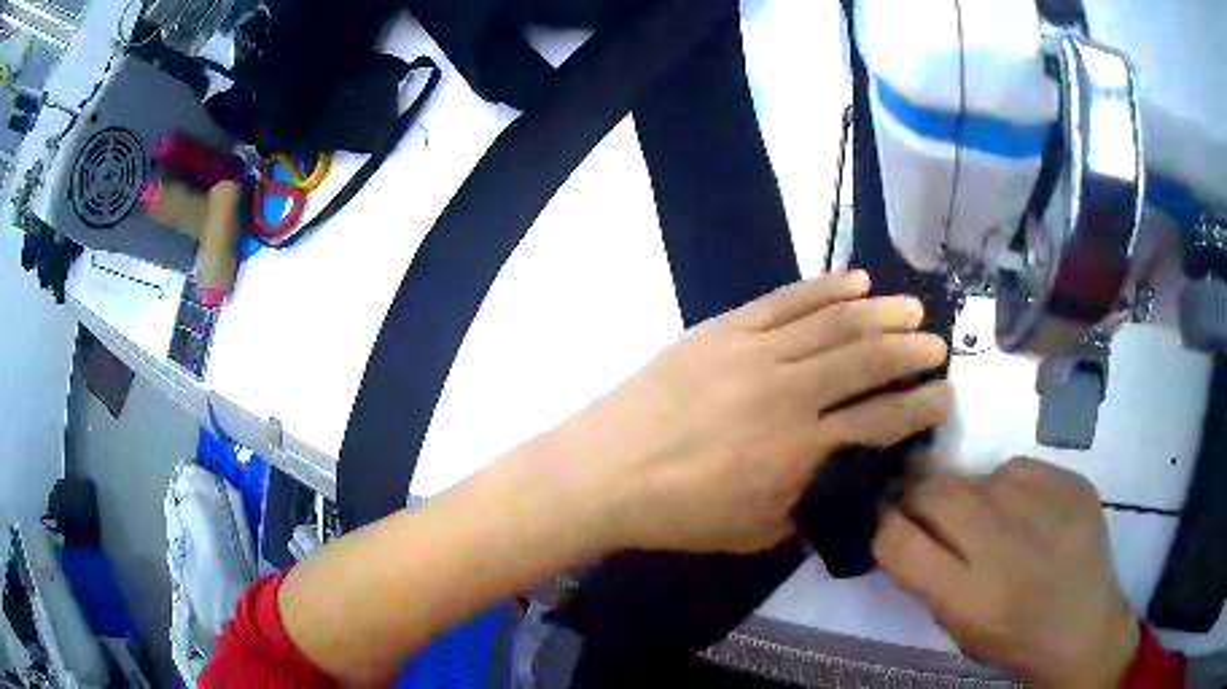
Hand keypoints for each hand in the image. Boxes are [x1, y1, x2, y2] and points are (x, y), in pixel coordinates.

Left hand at [537, 272, 950, 554]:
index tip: (943, 396)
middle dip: (910, 352)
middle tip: (937, 347)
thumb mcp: (756, 531)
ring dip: (880, 312)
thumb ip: (808, 502)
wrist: (604, 471)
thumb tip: (839, 476)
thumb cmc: (680, 513)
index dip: (918, 406)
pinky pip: (785, 299)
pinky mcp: (724, 328)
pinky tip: (856, 280)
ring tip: (911, 308)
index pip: (880, 419)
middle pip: (867, 359)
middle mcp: (789, 392)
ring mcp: (754, 350)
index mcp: (800, 449)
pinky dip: (826, 287)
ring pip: (834, 321)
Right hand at [873, 458, 1138, 686]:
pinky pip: (1020, 467)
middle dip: (913, 489)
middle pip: (936, 494)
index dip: (879, 521)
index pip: (899, 542)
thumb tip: (898, 522)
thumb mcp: (958, 626)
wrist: (1085, 627)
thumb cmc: (1013, 639)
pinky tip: (1019, 507)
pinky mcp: (1072, 484)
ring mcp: (1044, 507)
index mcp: (968, 597)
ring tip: (975, 509)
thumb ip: (927, 576)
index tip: (876, 510)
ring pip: (977, 475)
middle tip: (910, 489)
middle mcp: (1004, 546)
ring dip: (963, 489)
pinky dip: (1007, 484)